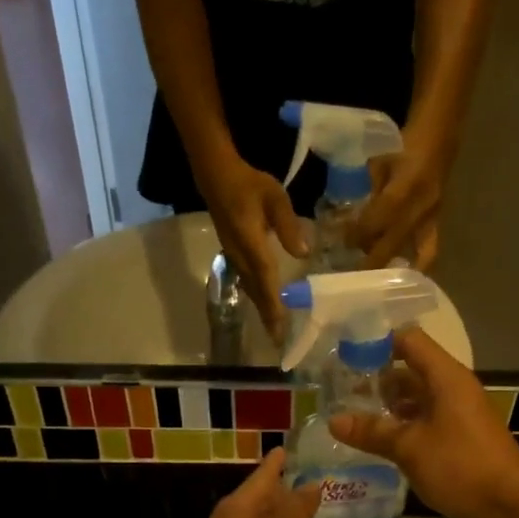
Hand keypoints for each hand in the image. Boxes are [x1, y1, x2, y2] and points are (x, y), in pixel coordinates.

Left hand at [147, 449, 321, 517]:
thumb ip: (294, 511)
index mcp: (241, 505)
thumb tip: (313, 483)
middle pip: (261, 496)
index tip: (293, 445)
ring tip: (306, 510)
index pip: (264, 473)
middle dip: (284, 487)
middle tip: (314, 479)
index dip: (279, 460)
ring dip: (280, 515)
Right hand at [197, 152, 308, 339]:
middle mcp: (240, 256)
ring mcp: (234, 256)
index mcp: (250, 243)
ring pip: (250, 289)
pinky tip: (265, 304)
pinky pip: (247, 282)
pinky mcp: (234, 254)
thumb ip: (288, 224)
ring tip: (273, 330)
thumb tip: (303, 253)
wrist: (216, 176)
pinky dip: (258, 296)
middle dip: (268, 317)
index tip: (280, 327)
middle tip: (279, 341)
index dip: (274, 305)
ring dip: (262, 310)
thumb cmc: (248, 184)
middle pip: (256, 292)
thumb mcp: (274, 196)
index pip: (265, 279)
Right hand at [328, 328, 518, 517]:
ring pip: (416, 398)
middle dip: (376, 378)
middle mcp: (452, 389)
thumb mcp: (409, 447)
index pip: (409, 340)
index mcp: (446, 377)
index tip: (344, 354)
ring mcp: (457, 414)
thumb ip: (372, 432)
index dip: (377, 342)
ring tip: (350, 415)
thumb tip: (334, 420)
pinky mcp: (458, 438)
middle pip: (410, 369)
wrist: (509, 506)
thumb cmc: (460, 466)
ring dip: (387, 405)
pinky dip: (401, 425)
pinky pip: (424, 421)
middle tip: (338, 390)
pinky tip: (376, 440)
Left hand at [354, 140, 449, 269]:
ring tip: (376, 278)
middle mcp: (419, 208)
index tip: (344, 243)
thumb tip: (352, 215)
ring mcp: (431, 217)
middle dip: (371, 261)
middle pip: (391, 244)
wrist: (440, 135)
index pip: (376, 222)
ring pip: (413, 254)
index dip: (358, 234)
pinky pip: (430, 251)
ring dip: (393, 265)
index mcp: (402, 190)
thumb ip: (369, 191)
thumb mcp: (379, 162)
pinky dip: (418, 266)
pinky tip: (406, 275)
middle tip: (354, 274)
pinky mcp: (438, 221)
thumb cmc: (404, 143)